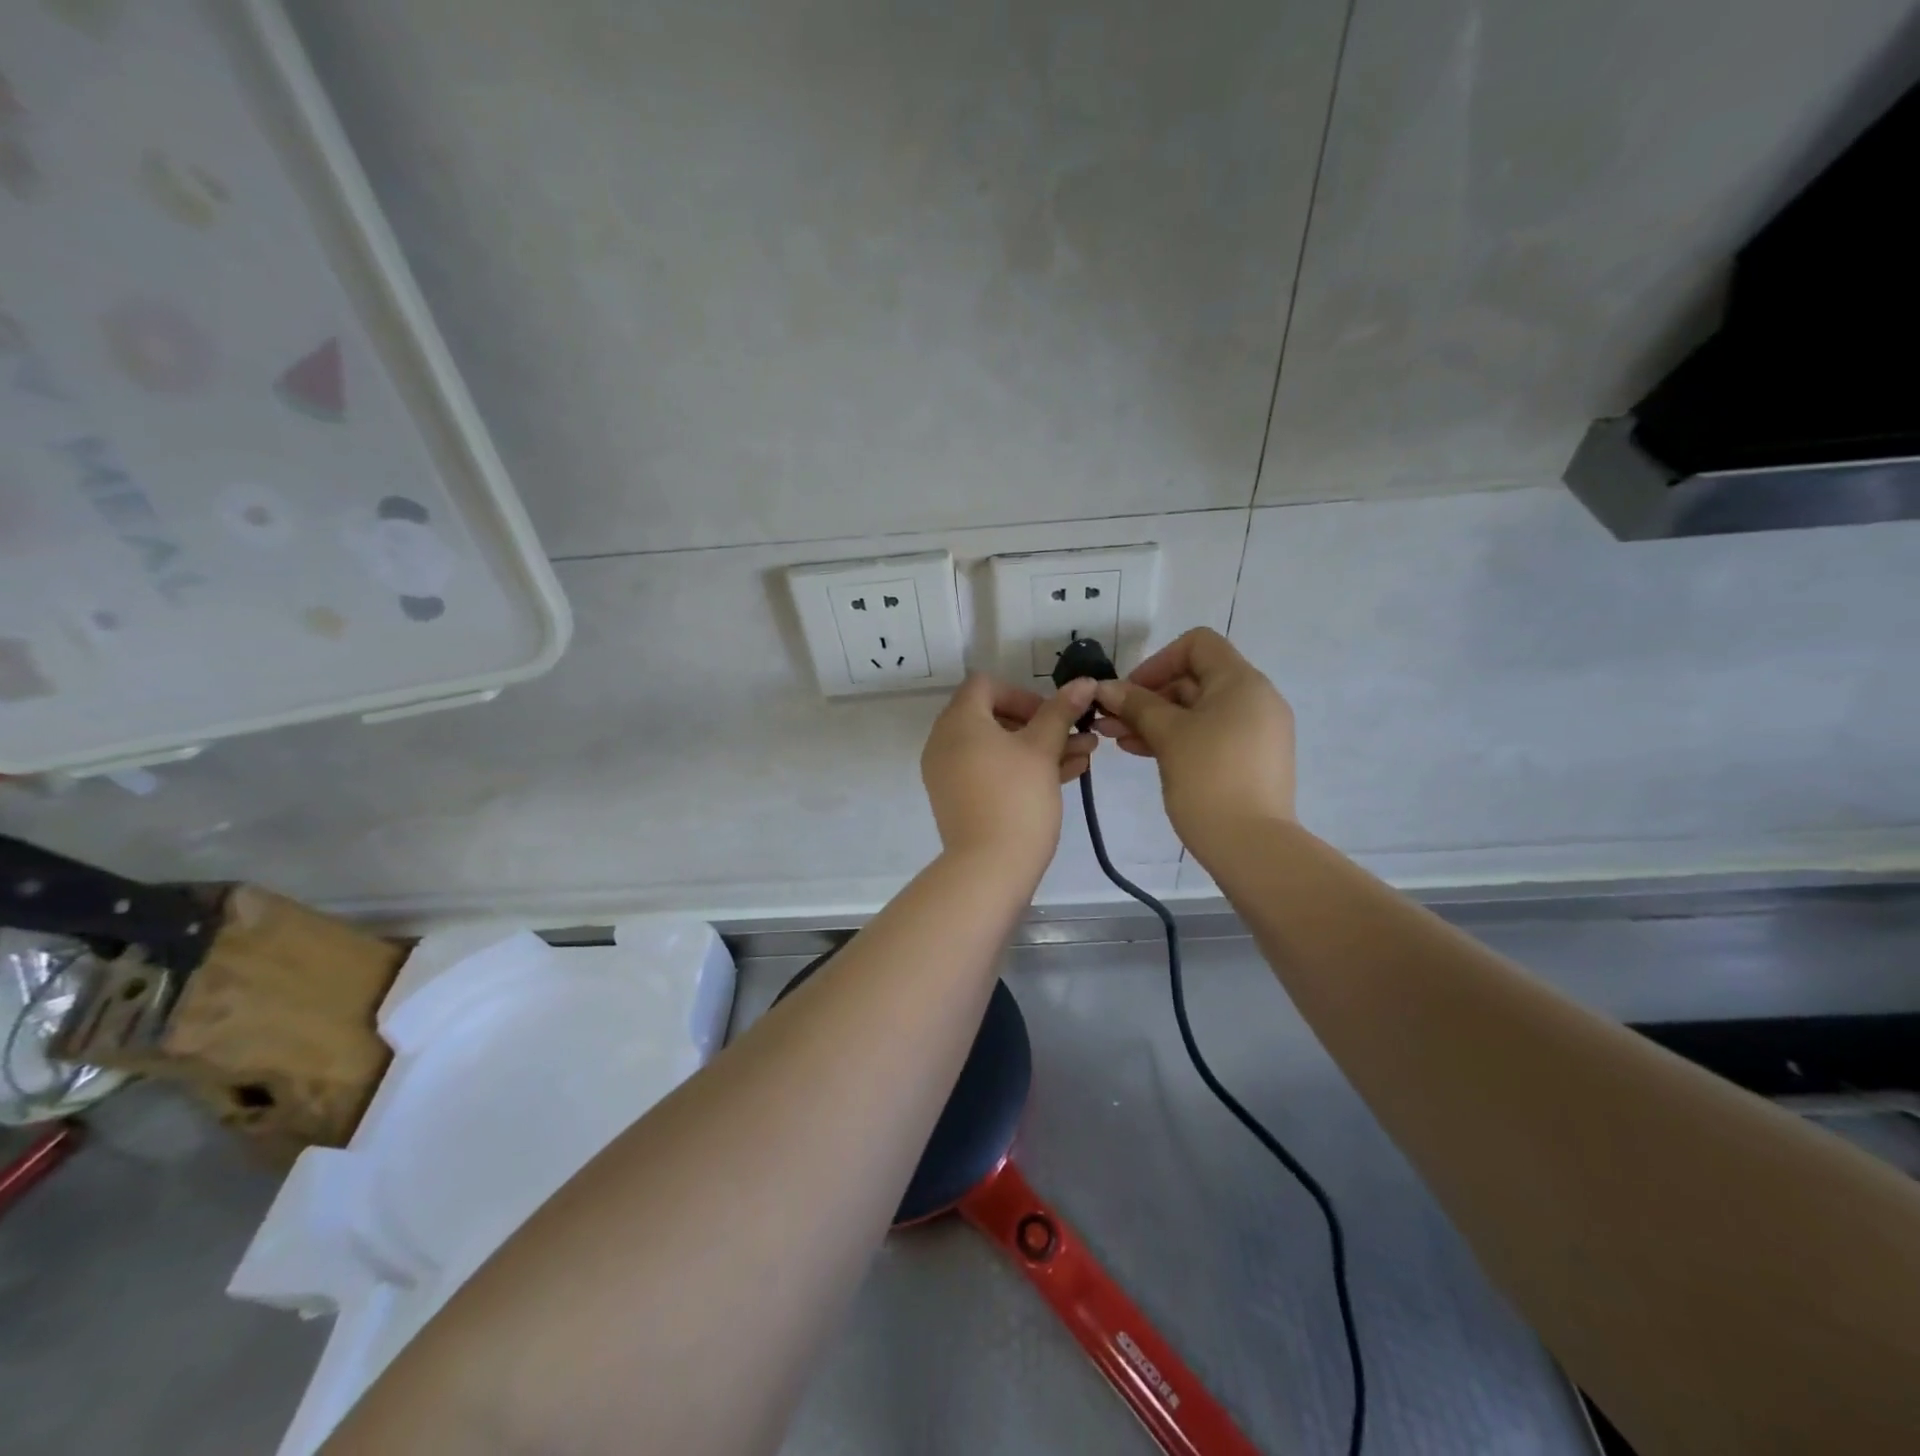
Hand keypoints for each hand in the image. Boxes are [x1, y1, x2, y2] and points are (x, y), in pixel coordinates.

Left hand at [921, 674, 1098, 872]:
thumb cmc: (1017, 798)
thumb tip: (1083, 682)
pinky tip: (1067, 776)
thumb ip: (1060, 712)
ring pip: (998, 748)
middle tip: (1074, 736)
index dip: (1022, 693)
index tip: (1051, 715)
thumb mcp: (1043, 750)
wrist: (989, 868)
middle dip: (1040, 724)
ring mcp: (949, 773)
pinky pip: (991, 772)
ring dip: (1040, 747)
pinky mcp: (959, 799)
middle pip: (994, 717)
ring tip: (1084, 757)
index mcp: (959, 721)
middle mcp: (945, 742)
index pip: (985, 685)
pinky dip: (1022, 769)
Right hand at [1091, 628, 1294, 850]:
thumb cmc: (1208, 779)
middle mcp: (1255, 699)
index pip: (1198, 644)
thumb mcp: (1167, 736)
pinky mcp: (1251, 760)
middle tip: (1110, 720)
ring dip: (1155, 720)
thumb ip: (1136, 705)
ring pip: (1197, 711)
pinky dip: (1176, 738)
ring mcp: (1256, 731)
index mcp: (1242, 682)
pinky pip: (1209, 735)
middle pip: (1194, 679)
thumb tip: (1106, 687)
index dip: (1158, 661)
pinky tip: (1142, 752)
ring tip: (1116, 740)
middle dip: (1148, 697)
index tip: (1130, 692)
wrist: (1253, 846)